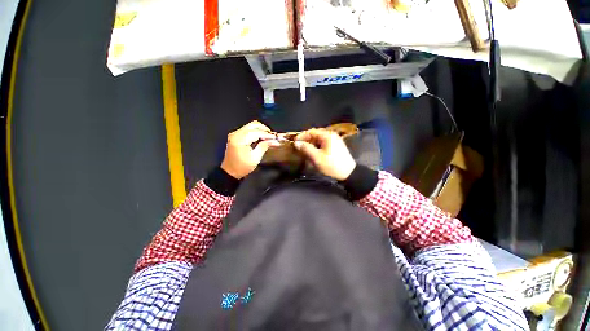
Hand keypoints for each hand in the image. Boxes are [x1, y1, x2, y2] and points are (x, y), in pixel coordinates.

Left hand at [221, 121, 279, 178]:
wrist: (230, 172)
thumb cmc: (242, 167)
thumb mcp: (255, 158)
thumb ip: (264, 146)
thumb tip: (273, 141)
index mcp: (240, 139)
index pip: (256, 132)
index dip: (267, 134)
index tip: (276, 138)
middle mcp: (236, 134)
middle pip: (253, 125)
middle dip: (264, 130)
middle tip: (272, 137)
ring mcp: (235, 134)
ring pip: (251, 126)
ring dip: (261, 130)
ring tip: (268, 138)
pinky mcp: (236, 136)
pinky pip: (248, 130)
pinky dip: (256, 132)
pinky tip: (262, 138)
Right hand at [294, 128, 355, 180]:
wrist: (349, 174)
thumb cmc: (332, 165)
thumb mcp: (317, 157)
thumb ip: (306, 148)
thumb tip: (296, 143)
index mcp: (327, 135)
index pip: (311, 131)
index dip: (302, 136)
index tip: (294, 142)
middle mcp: (331, 135)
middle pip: (315, 135)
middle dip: (306, 140)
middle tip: (299, 148)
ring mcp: (335, 140)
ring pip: (319, 140)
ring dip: (311, 144)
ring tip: (305, 151)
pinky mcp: (336, 146)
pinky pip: (324, 144)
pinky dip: (317, 147)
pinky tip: (314, 153)